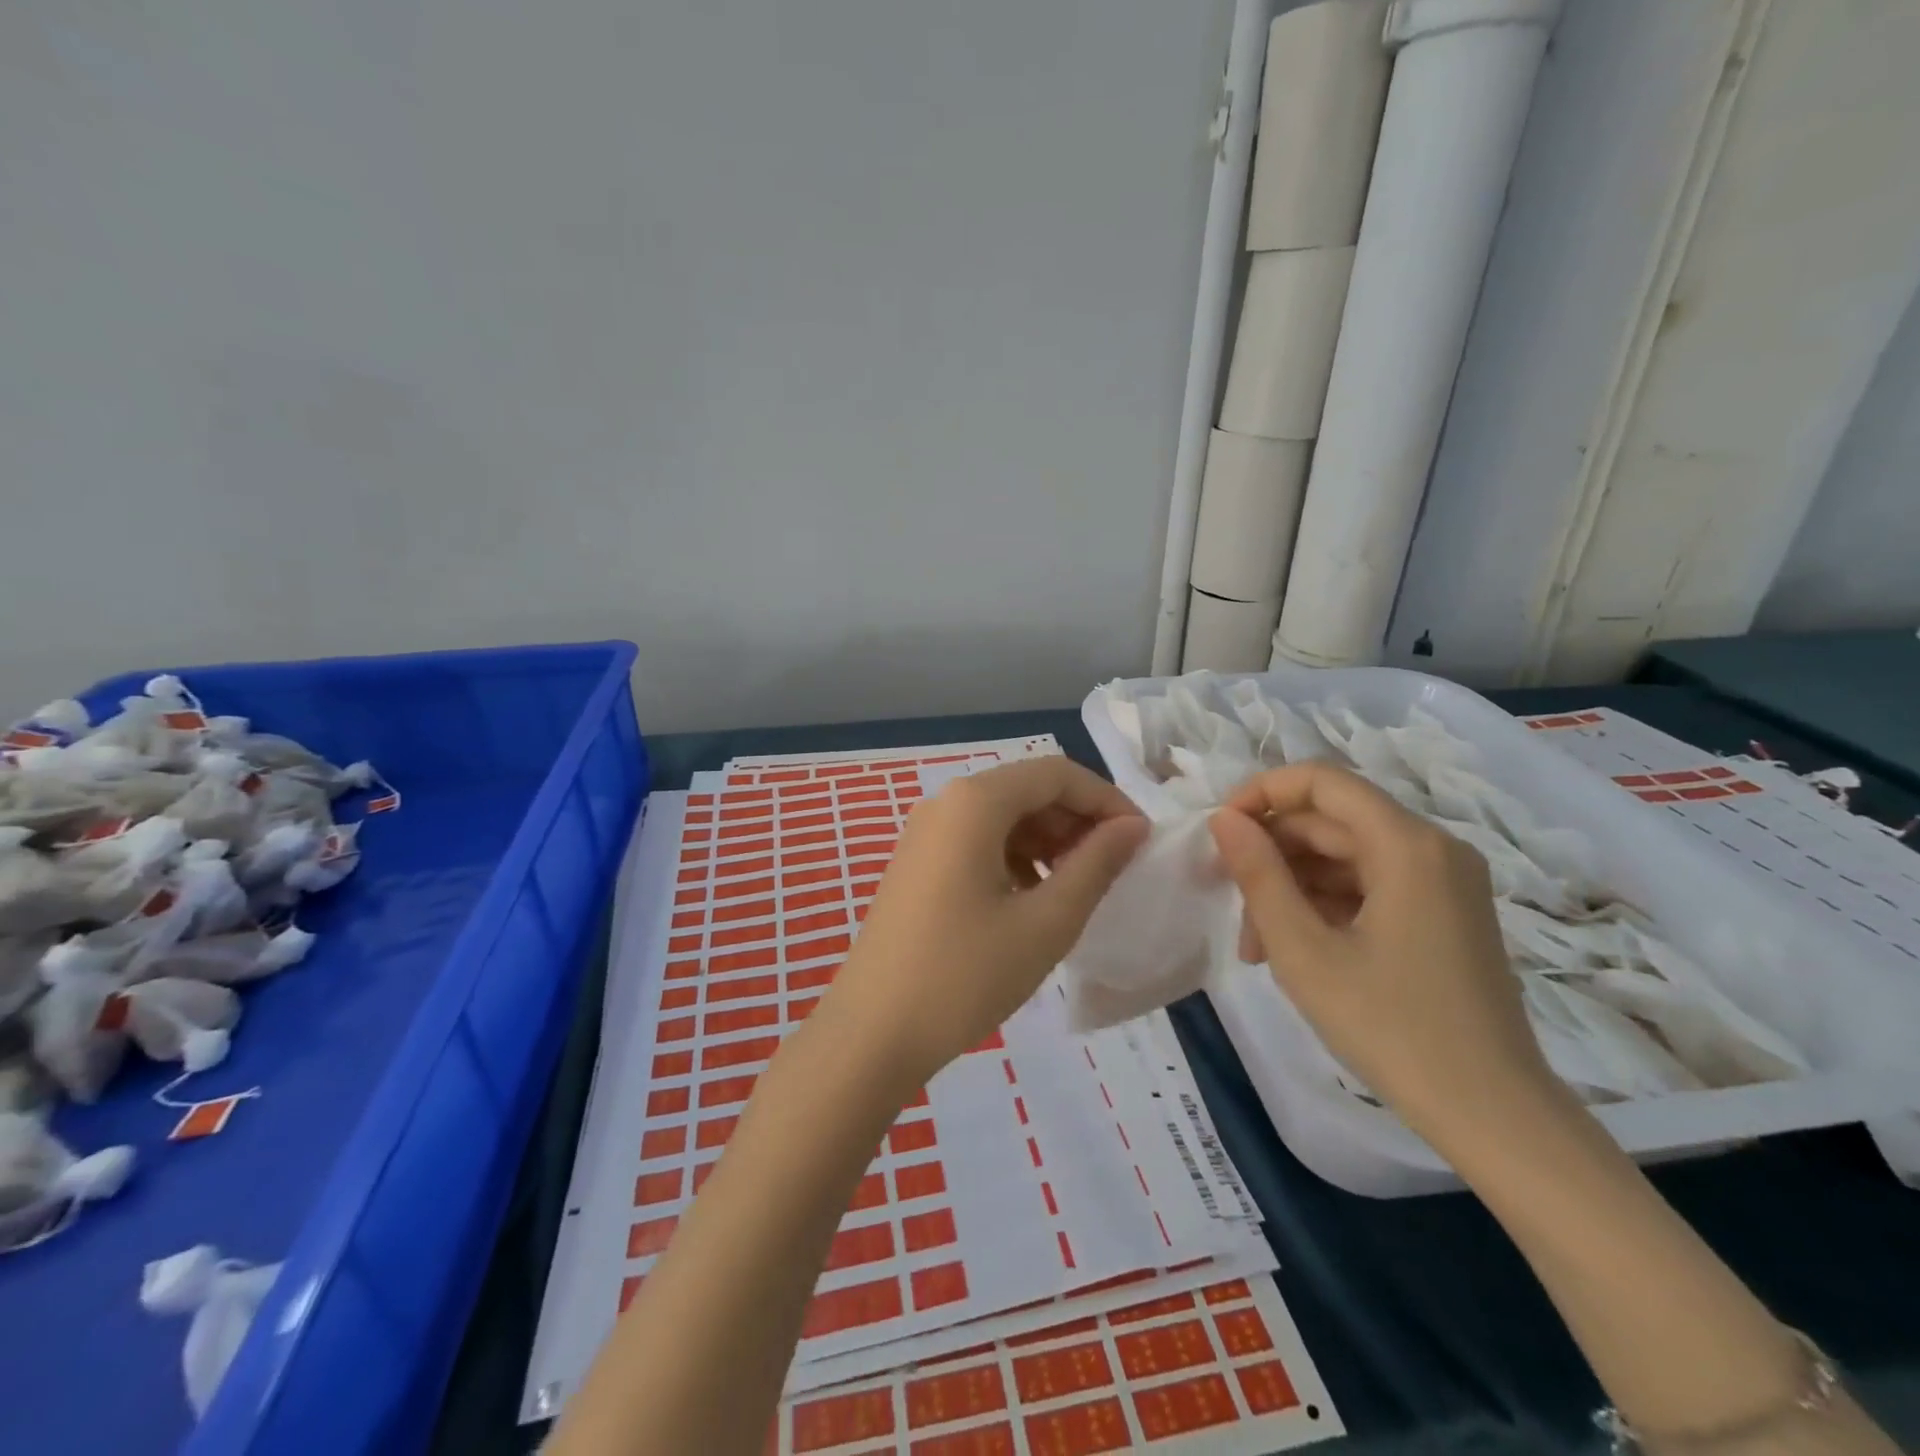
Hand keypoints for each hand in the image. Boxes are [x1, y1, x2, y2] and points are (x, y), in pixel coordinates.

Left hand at [830, 758, 1147, 1082]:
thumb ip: (1095, 864)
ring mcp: (925, 833)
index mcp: (975, 802)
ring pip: (1004, 817)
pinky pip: (978, 842)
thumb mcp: (1046, 922)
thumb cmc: (965, 975)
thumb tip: (1132, 827)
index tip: (1141, 842)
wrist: (872, 1033)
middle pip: (1028, 790)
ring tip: (1078, 889)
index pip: (1057, 774)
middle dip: (1077, 821)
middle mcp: (946, 802)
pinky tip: (1032, 901)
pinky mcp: (917, 863)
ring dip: (1048, 842)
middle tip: (1113, 870)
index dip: (1106, 800)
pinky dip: (1016, 858)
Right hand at [1208, 761, 1554, 1149]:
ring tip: (1256, 945)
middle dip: (1271, 855)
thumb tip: (1223, 819)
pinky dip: (1325, 905)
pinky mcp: (1443, 912)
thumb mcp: (1304, 951)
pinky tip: (1295, 949)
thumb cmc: (1391, 1028)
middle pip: (1330, 821)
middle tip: (1228, 902)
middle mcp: (1432, 848)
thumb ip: (1259, 875)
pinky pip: (1369, 884)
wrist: (1494, 1116)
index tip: (1220, 833)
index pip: (1320, 781)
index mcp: (1406, 845)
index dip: (1261, 793)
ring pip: (1344, 856)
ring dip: (1292, 887)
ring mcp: (1442, 881)